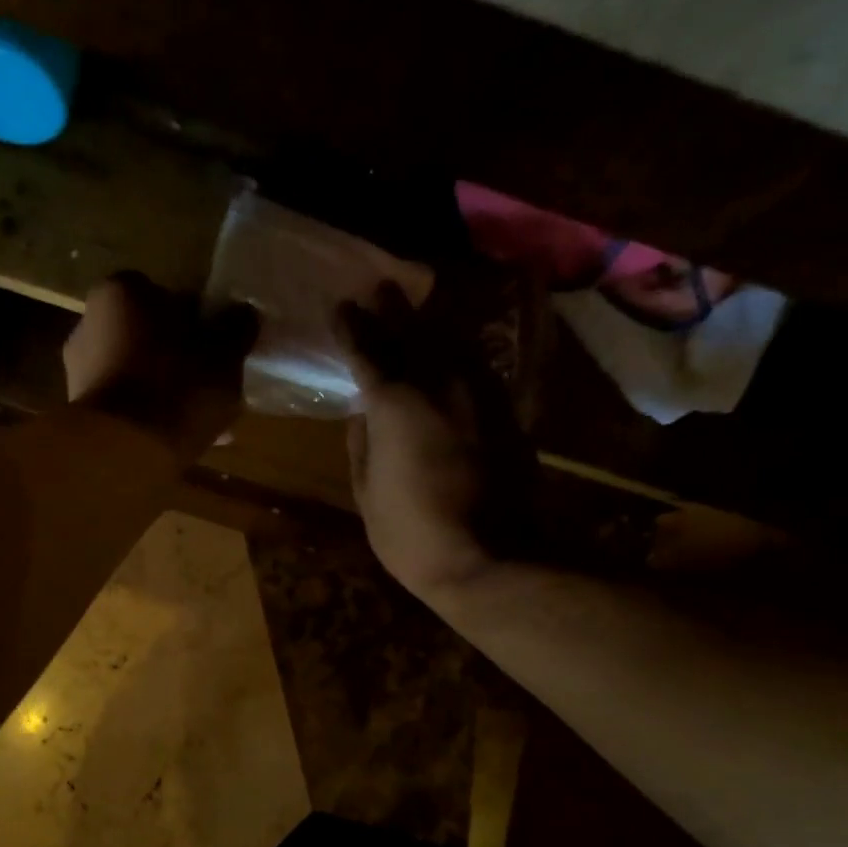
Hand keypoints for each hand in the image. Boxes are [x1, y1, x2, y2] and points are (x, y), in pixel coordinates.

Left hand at [64, 273, 257, 460]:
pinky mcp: (81, 412)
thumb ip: (236, 328)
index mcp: (122, 291)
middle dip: (181, 360)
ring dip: (167, 393)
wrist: (125, 450)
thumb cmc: (177, 387)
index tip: (219, 349)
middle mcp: (90, 322)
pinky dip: (150, 418)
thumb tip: (242, 313)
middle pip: (150, 338)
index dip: (199, 323)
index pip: (168, 296)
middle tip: (213, 386)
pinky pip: (126, 407)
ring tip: (203, 422)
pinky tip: (179, 441)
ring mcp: (79, 369)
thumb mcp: (224, 355)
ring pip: (138, 375)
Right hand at [339, 284, 542, 600]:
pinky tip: (453, 352)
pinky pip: (477, 368)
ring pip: (452, 343)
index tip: (341, 306)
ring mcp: (479, 395)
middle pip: (413, 333)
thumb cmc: (413, 535)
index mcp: (395, 404)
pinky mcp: (506, 412)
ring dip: (431, 323)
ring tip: (418, 307)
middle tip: (380, 287)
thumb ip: (361, 446)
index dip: (352, 327)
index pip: (367, 350)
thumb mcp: (367, 494)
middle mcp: (439, 384)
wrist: (491, 559)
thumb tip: (362, 416)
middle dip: (393, 309)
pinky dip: (459, 354)